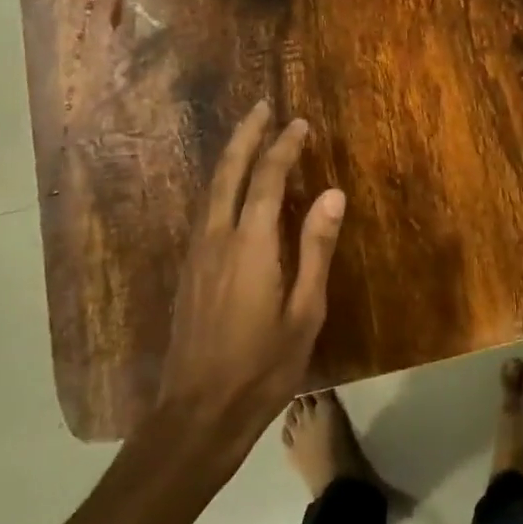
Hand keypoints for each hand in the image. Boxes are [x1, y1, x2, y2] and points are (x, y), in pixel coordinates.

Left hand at [156, 101, 345, 445]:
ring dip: (230, 158)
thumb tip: (333, 194)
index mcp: (250, 246)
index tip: (300, 123)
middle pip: (227, 174)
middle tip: (261, 108)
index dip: (283, 148)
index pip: (266, 180)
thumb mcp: (305, 311)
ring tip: (248, 138)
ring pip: (210, 191)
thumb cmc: (263, 366)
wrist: (197, 415)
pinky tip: (230, 191)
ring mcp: (196, 257)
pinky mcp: (189, 274)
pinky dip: (220, 186)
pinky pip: (205, 212)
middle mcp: (216, 240)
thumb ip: (316, 248)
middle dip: (245, 138)